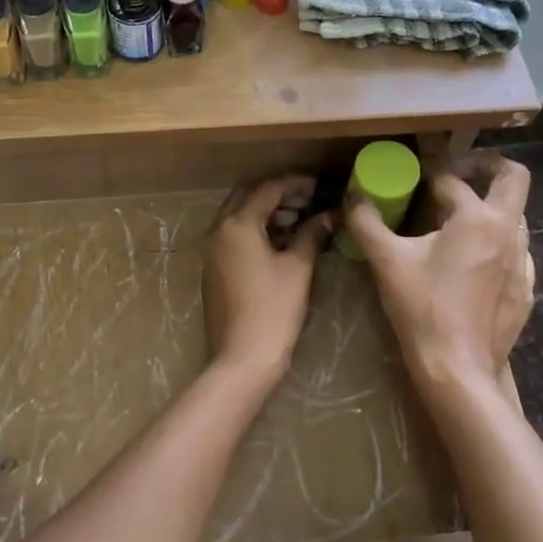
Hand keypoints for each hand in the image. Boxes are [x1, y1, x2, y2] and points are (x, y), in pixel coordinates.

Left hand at [203, 176, 333, 382]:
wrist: (242, 358)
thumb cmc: (274, 310)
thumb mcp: (298, 268)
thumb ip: (312, 234)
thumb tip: (330, 215)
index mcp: (237, 224)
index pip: (268, 189)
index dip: (296, 184)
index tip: (320, 186)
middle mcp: (218, 230)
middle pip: (248, 197)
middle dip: (278, 194)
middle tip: (309, 201)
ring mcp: (212, 251)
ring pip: (239, 216)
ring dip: (267, 212)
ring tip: (301, 221)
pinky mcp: (214, 269)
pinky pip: (234, 236)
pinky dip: (256, 231)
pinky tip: (282, 242)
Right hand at [346, 154, 535, 390]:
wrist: (457, 368)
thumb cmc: (422, 308)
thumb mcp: (386, 261)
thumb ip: (367, 222)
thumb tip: (352, 196)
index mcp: (477, 218)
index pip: (451, 179)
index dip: (429, 169)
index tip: (414, 169)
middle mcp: (508, 232)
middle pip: (513, 178)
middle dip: (486, 166)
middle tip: (456, 174)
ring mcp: (523, 263)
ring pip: (515, 217)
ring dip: (489, 208)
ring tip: (457, 222)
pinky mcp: (524, 290)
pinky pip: (517, 252)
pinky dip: (497, 244)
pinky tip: (473, 263)